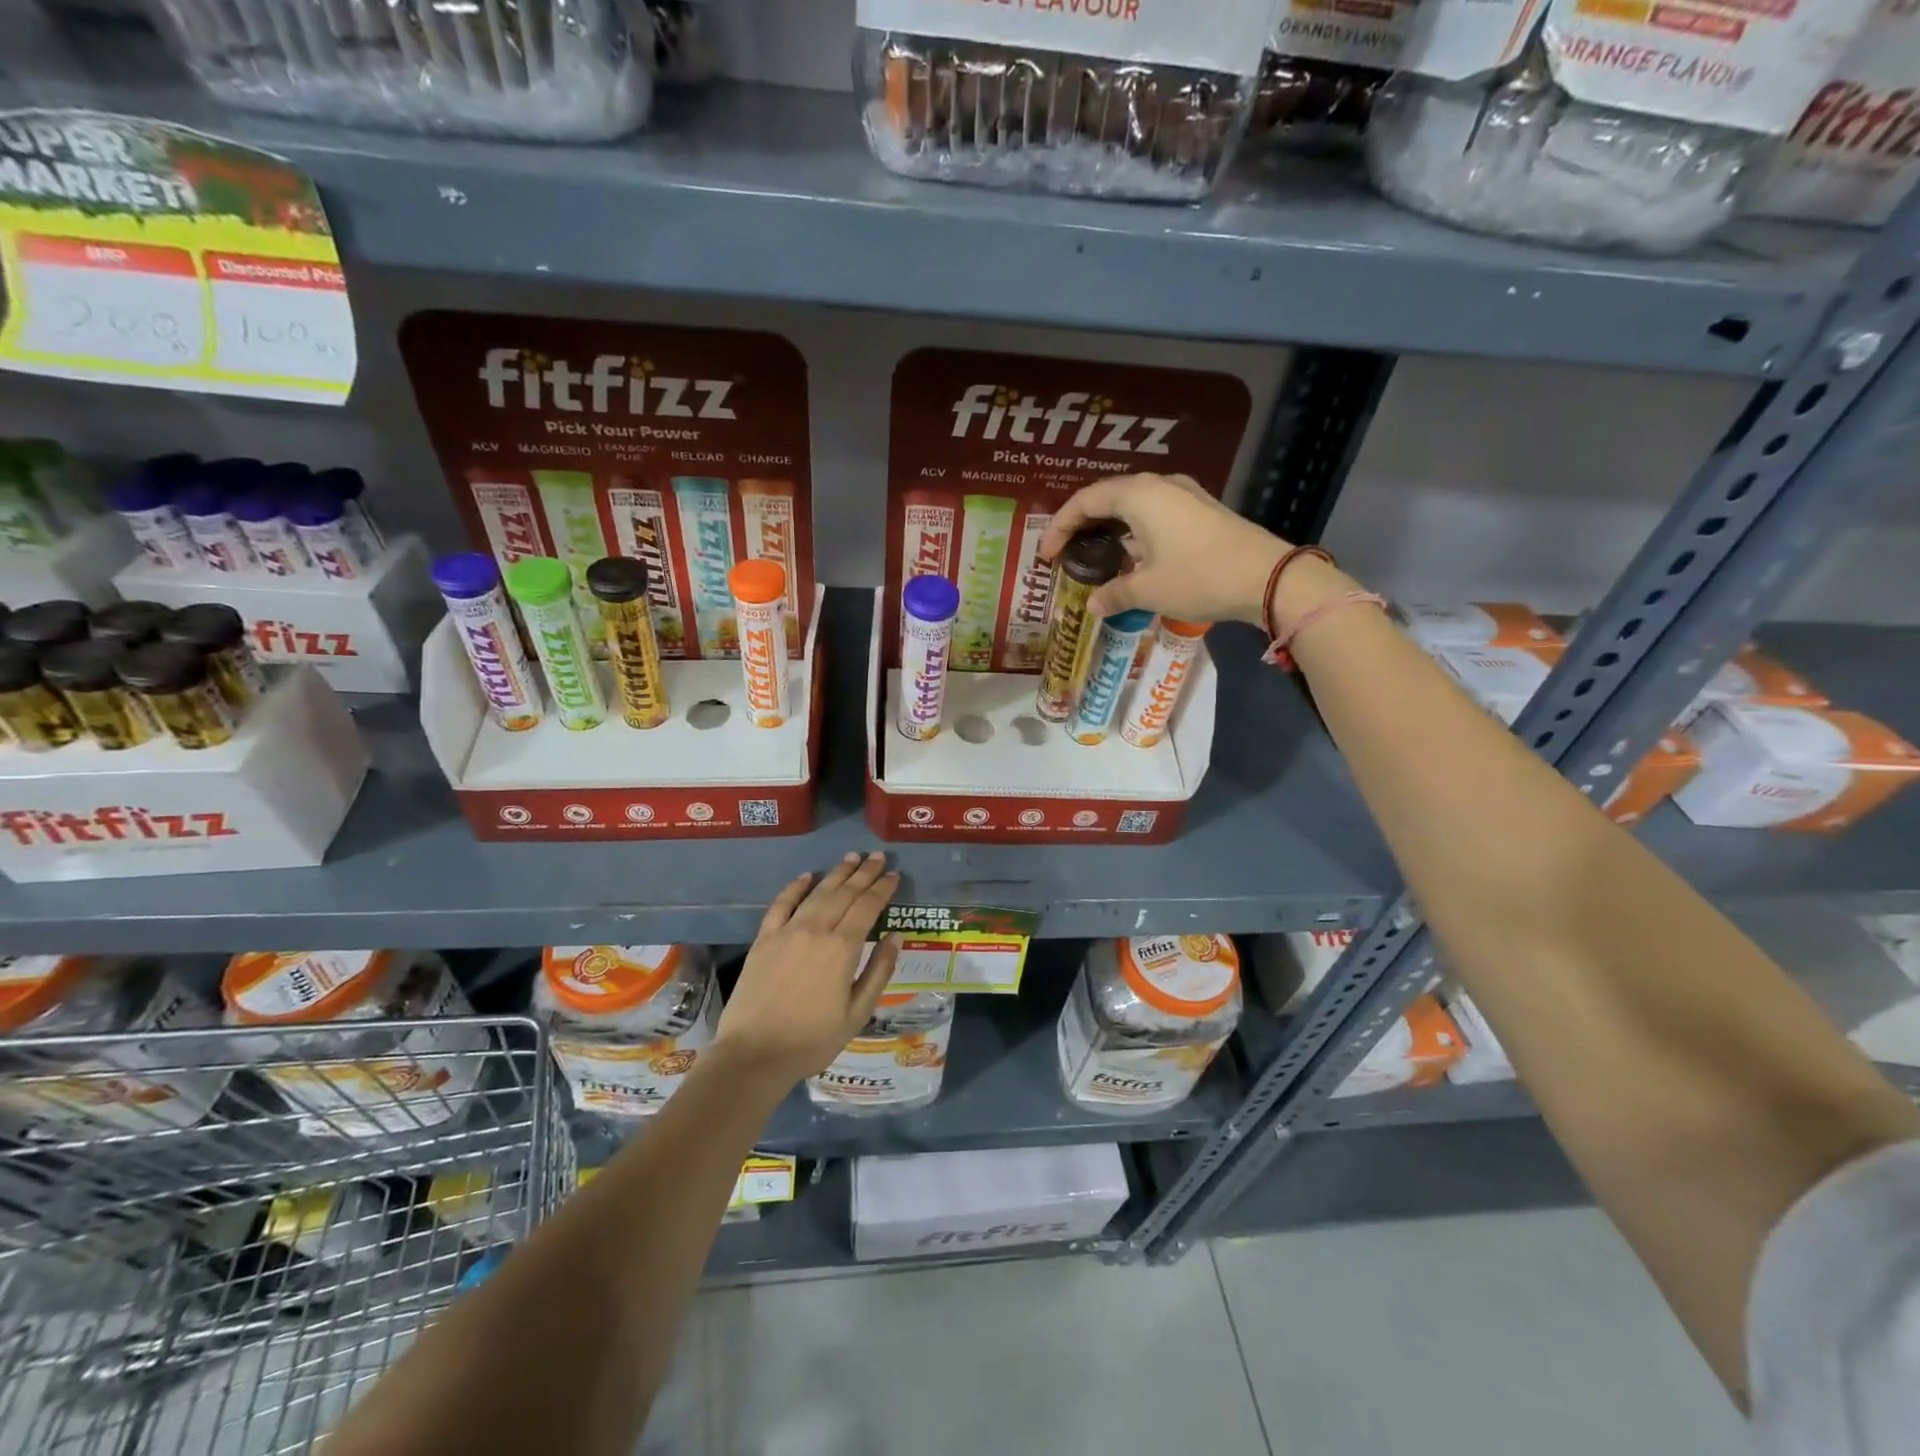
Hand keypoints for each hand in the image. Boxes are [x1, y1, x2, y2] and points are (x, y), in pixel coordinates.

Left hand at [714, 853, 902, 1088]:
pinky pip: (781, 904)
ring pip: (817, 893)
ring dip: (836, 873)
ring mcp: (787, 931)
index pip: (868, 907)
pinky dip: (795, 887)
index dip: (882, 889)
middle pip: (844, 893)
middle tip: (878, 856)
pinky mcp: (764, 939)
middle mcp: (816, 930)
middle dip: (864, 873)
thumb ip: (879, 971)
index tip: (894, 876)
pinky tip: (807, 876)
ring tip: (852, 858)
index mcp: (843, 948)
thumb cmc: (813, 1040)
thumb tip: (896, 936)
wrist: (754, 1054)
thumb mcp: (857, 1013)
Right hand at [1040, 473, 1289, 625]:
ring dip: (1110, 527)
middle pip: (1108, 497)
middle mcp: (1159, 485)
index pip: (1085, 501)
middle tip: (1066, 551)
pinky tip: (1132, 556)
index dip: (1059, 526)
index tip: (1046, 554)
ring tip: (1095, 555)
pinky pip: (1154, 513)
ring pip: (1133, 504)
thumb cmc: (1198, 577)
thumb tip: (1093, 604)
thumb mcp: (1148, 590)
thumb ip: (1114, 593)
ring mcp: (1184, 495)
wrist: (1267, 577)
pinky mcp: (1201, 510)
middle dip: (1083, 523)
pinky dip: (1134, 530)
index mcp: (1138, 495)